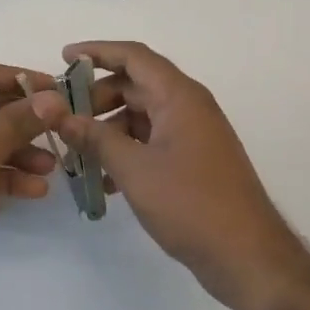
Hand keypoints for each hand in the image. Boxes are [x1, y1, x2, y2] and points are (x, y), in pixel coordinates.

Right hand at [52, 41, 307, 309]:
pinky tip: (105, 182)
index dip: (96, 52)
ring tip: (79, 154)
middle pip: (135, 85)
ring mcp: (194, 134)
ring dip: (109, 129)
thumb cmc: (191, 204)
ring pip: (142, 115)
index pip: (133, 56)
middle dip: (97, 98)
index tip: (62, 58)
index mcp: (179, 96)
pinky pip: (152, 141)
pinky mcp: (194, 160)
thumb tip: (61, 116)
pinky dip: (127, 150)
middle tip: (65, 118)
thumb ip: (95, 139)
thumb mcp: (134, 169)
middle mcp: (188, 106)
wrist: (249, 257)